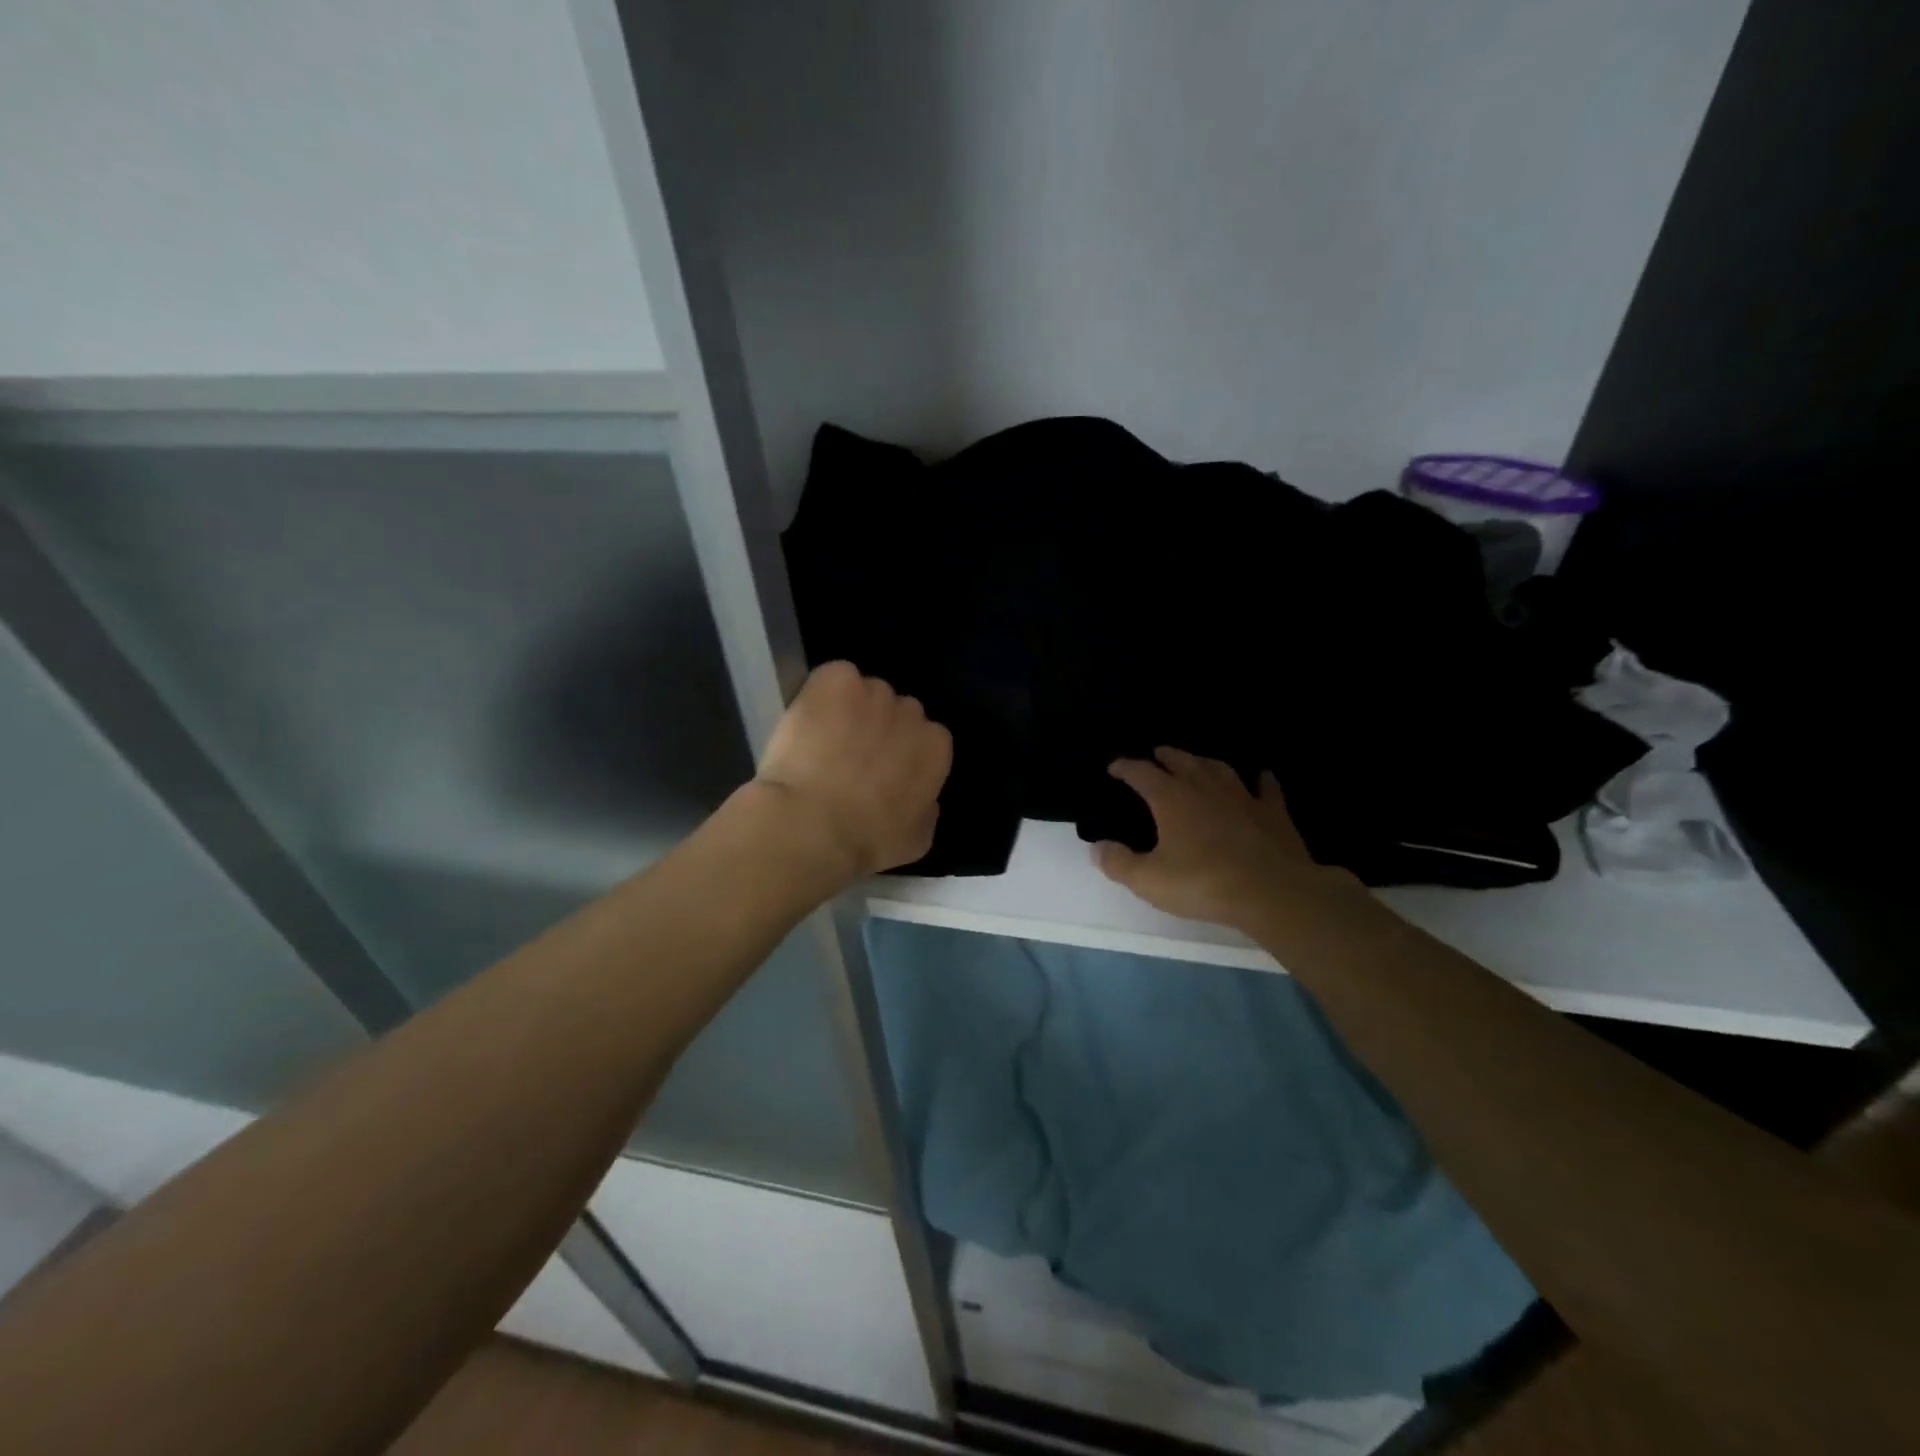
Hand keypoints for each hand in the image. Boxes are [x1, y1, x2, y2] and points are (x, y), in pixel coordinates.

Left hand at [754, 661, 952, 878]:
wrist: (813, 823)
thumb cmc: (868, 841)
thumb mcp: (916, 840)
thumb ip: (927, 810)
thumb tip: (924, 799)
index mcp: (936, 748)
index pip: (926, 739)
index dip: (902, 753)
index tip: (881, 771)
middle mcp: (911, 712)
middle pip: (898, 711)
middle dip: (879, 728)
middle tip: (851, 756)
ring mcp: (873, 691)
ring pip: (864, 692)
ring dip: (850, 709)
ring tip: (822, 738)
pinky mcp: (835, 680)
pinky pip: (834, 677)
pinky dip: (822, 692)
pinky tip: (808, 718)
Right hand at [1095, 748, 1359, 931]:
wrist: (1272, 892)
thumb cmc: (1203, 884)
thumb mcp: (1149, 880)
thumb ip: (1118, 862)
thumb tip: (1096, 846)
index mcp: (1171, 799)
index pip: (1142, 773)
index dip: (1126, 768)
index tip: (1115, 766)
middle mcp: (1204, 788)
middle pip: (1181, 762)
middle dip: (1166, 757)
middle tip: (1157, 754)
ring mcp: (1242, 797)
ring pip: (1219, 769)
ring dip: (1204, 762)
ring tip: (1196, 761)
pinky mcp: (1273, 812)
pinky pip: (1266, 789)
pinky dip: (1261, 780)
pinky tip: (1262, 776)